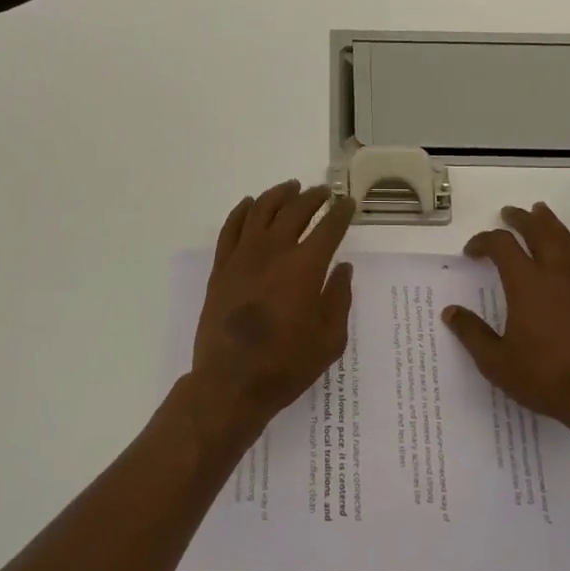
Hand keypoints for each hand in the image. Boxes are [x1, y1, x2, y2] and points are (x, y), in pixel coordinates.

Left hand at [186, 180, 355, 438]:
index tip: (348, 203)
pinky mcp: (221, 267)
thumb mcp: (330, 339)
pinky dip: (242, 210)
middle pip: (295, 210)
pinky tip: (250, 204)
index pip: (329, 227)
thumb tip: (343, 269)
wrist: (231, 381)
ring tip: (291, 188)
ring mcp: (243, 256)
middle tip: (323, 192)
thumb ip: (339, 298)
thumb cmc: (286, 365)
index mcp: (306, 267)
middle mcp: (274, 251)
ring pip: (261, 210)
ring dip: (279, 195)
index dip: (341, 212)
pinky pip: (231, 227)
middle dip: (313, 197)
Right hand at [443, 203, 569, 439]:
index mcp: (526, 285)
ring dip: (550, 222)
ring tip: (540, 212)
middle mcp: (555, 274)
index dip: (483, 241)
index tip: (471, 252)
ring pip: (565, 239)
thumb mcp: (496, 362)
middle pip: (538, 231)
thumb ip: (472, 334)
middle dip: (520, 219)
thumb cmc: (545, 378)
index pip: (502, 246)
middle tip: (508, 213)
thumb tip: (450, 312)